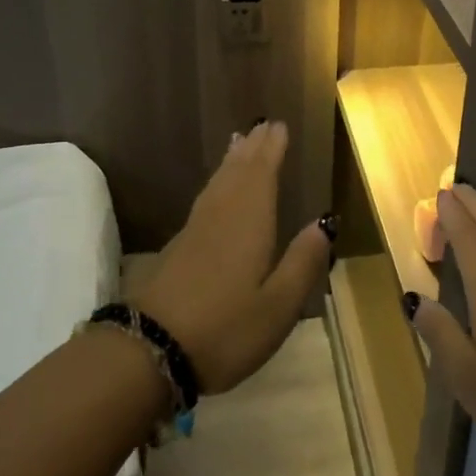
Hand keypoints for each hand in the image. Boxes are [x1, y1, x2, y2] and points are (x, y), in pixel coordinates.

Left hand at [132, 120, 333, 394]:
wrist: (149, 350)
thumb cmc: (225, 329)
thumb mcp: (278, 305)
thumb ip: (303, 262)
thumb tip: (325, 222)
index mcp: (249, 224)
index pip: (262, 175)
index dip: (272, 150)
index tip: (279, 126)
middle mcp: (221, 217)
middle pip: (238, 173)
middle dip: (253, 148)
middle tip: (263, 125)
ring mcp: (195, 231)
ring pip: (218, 184)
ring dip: (232, 161)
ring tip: (239, 143)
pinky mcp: (177, 248)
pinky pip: (205, 199)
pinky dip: (216, 183)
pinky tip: (216, 191)